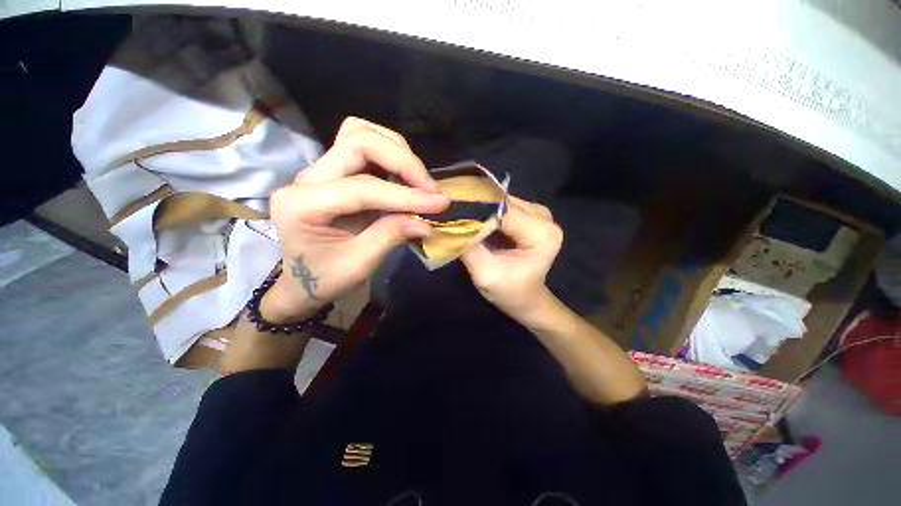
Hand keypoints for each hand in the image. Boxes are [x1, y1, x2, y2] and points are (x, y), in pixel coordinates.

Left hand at [261, 118, 449, 322]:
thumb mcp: (357, 265)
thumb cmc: (324, 279)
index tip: (440, 204)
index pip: (363, 187)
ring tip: (420, 182)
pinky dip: (392, 157)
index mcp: (302, 204)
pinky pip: (365, 149)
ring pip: (361, 134)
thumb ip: (390, 237)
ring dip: (397, 152)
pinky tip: (407, 179)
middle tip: (430, 188)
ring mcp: (320, 170)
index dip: (406, 195)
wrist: (302, 282)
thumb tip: (426, 222)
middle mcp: (307, 177)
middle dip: (403, 160)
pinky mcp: (335, 172)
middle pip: (359, 140)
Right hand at [460, 196, 562, 320]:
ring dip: (479, 208)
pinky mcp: (528, 214)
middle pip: (501, 202)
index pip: (502, 211)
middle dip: (476, 208)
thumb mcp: (485, 274)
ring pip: (499, 201)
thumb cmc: (510, 292)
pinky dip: (485, 211)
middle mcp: (543, 216)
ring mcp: (536, 212)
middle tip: (450, 215)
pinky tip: (472, 219)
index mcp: (542, 233)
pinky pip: (501, 206)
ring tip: (459, 217)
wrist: (526, 299)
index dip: (475, 210)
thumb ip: (469, 247)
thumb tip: (450, 221)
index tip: (450, 214)